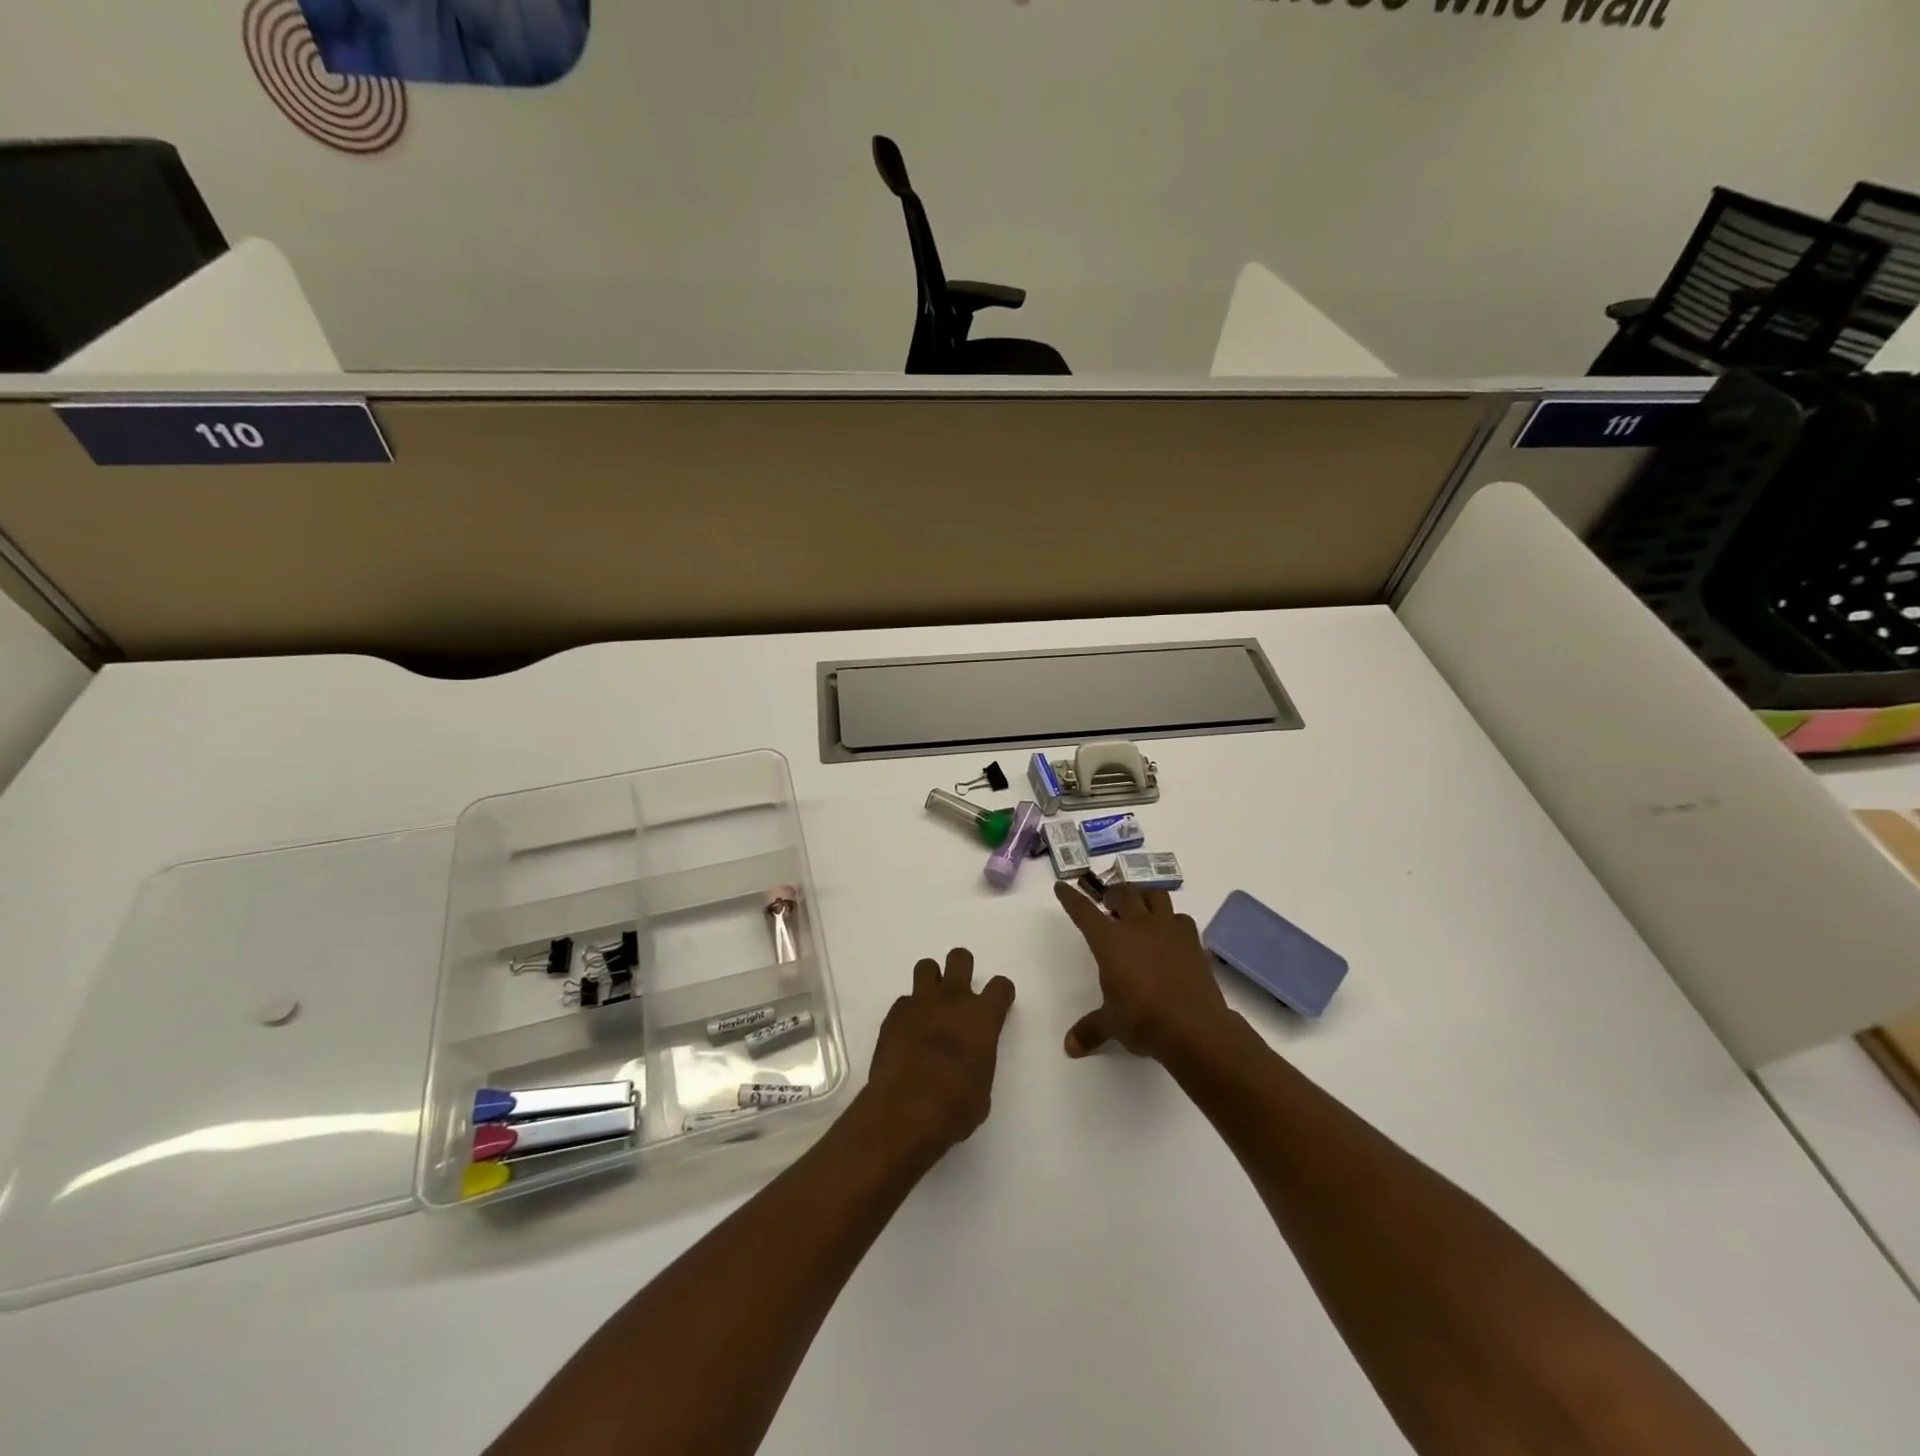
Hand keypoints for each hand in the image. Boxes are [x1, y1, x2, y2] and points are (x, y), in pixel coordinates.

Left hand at [865, 948, 1015, 1153]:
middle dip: (961, 969)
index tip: (997, 1004)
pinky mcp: (893, 1015)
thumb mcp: (982, 1088)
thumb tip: (969, 1063)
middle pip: (960, 958)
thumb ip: (979, 1061)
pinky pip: (904, 1001)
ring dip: (931, 982)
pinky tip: (907, 1033)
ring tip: (930, 1005)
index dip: (1000, 994)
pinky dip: (908, 1012)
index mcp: (983, 1016)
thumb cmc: (956, 1106)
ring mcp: (920, 1003)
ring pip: (926, 967)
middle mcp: (953, 999)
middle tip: (959, 994)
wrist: (907, 1109)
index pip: (1001, 986)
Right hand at [1054, 880, 1233, 1061]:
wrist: (1194, 1026)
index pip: (1083, 911)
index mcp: (1109, 940)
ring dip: (1144, 898)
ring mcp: (1168, 929)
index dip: (1070, 897)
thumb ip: (1090, 1030)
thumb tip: (1069, 1047)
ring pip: (1155, 895)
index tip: (1061, 886)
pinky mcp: (1192, 941)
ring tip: (1141, 911)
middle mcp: (1137, 926)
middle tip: (1109, 905)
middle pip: (1123, 893)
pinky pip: (1181, 918)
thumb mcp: (1111, 1024)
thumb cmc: (1142, 1020)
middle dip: (1113, 895)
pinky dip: (1172, 921)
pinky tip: (1170, 935)